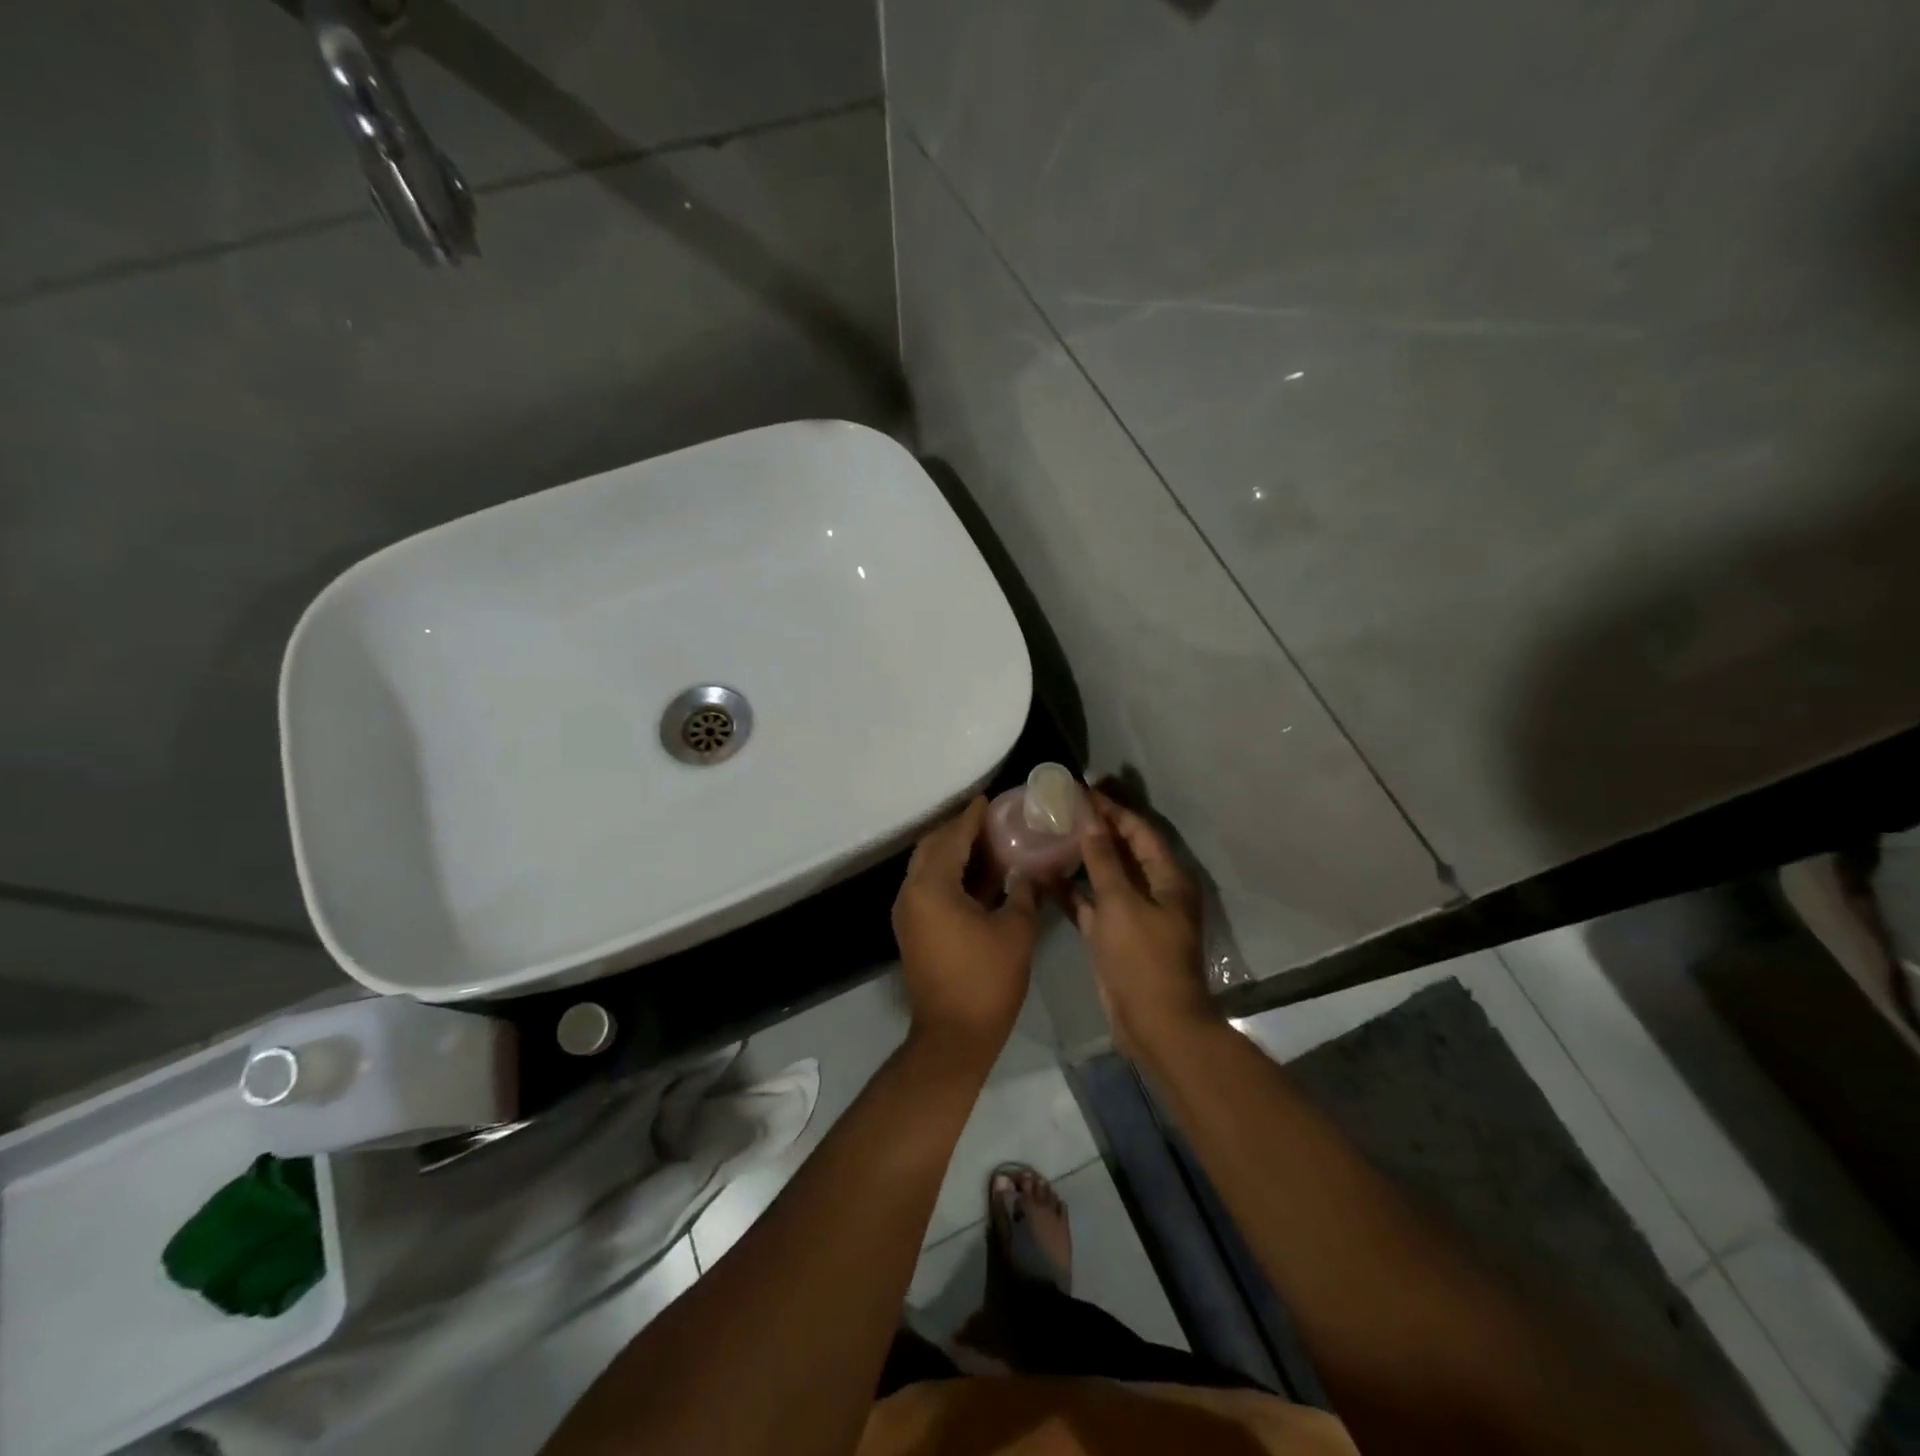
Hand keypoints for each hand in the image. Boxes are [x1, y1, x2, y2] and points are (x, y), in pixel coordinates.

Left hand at [892, 797, 1039, 1062]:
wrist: (953, 1036)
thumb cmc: (987, 980)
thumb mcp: (1016, 930)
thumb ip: (1023, 891)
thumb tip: (1027, 871)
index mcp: (932, 886)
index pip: (953, 837)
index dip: (972, 817)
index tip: (988, 799)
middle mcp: (911, 893)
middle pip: (933, 847)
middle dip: (959, 830)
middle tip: (990, 821)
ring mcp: (908, 913)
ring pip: (928, 867)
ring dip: (953, 853)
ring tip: (989, 844)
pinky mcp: (912, 930)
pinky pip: (928, 888)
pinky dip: (950, 876)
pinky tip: (979, 877)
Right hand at [1068, 792, 1217, 1060]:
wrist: (1154, 1024)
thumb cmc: (1143, 958)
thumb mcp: (1121, 903)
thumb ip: (1103, 859)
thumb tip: (1089, 818)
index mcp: (1168, 878)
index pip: (1138, 831)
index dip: (1111, 809)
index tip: (1081, 790)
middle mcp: (1154, 890)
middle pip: (1123, 850)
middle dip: (1095, 828)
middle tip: (1061, 807)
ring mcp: (1134, 914)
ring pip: (1105, 876)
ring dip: (1082, 857)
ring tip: (1050, 834)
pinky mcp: (1115, 935)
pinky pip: (1092, 904)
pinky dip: (1073, 891)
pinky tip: (1044, 875)